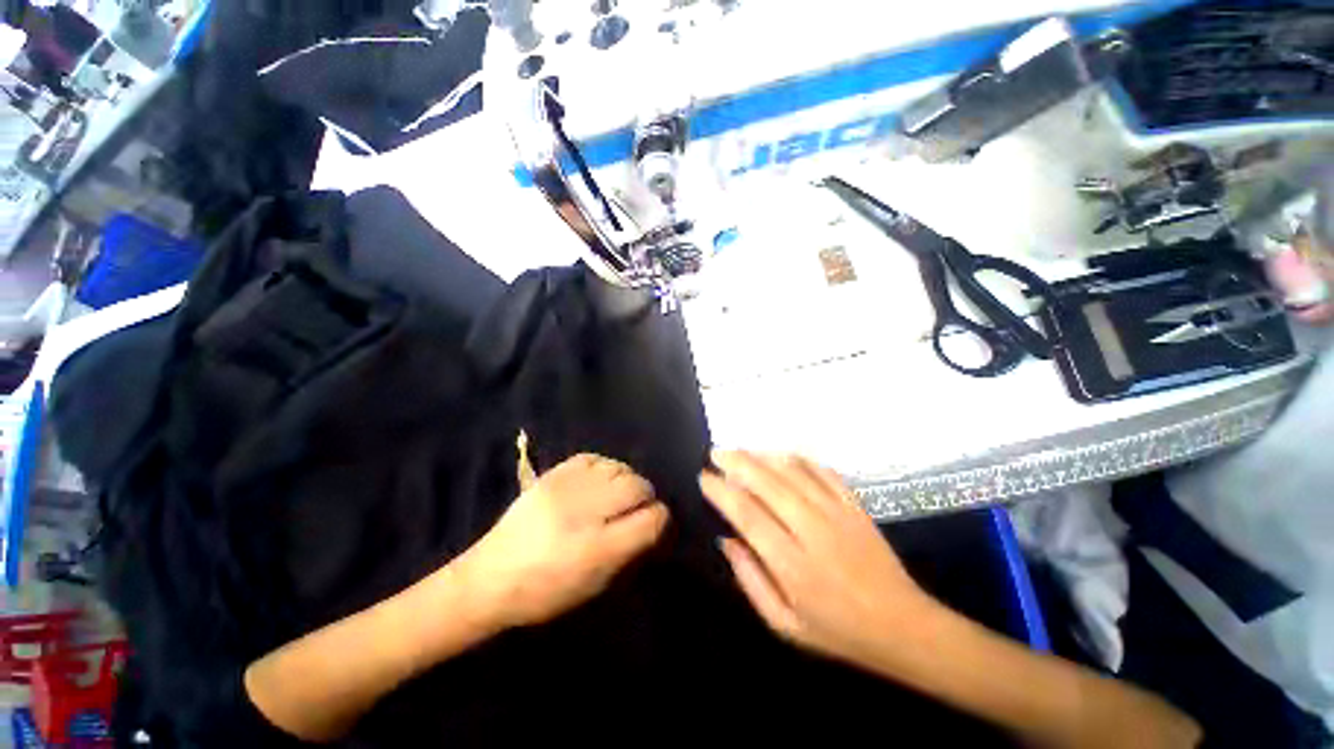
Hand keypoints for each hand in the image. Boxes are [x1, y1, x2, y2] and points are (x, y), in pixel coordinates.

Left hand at [461, 453, 668, 629]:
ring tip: (618, 492)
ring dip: (626, 479)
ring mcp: (566, 488)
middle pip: (637, 486)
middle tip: (637, 506)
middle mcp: (585, 513)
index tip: (654, 522)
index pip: (650, 519)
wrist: (490, 578)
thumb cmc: (546, 593)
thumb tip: (651, 521)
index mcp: (597, 549)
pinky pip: (593, 458)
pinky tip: (600, 479)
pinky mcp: (551, 475)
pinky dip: (604, 467)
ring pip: (618, 468)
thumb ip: (629, 550)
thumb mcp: (595, 585)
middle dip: (645, 495)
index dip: (659, 519)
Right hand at [701, 450, 935, 666]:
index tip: (704, 478)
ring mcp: (837, 513)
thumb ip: (751, 580)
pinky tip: (780, 455)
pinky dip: (797, 458)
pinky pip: (822, 470)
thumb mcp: (784, 624)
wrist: (903, 627)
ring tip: (741, 450)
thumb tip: (726, 540)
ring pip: (792, 471)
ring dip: (762, 455)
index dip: (722, 491)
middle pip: (767, 483)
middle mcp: (812, 531)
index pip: (747, 515)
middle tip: (716, 453)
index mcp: (792, 564)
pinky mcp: (855, 505)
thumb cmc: (837, 631)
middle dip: (737, 462)